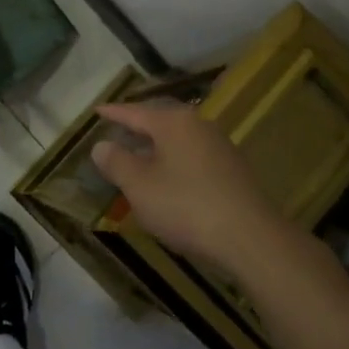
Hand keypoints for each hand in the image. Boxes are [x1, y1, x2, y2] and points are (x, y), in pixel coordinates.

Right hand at [91, 101, 294, 276]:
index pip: (135, 112)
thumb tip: (102, 145)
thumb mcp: (139, 186)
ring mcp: (220, 146)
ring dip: (157, 145)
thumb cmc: (186, 206)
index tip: (97, 110)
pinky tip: (168, 178)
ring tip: (139, 155)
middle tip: (117, 129)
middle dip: (138, 125)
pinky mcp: (232, 170)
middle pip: (161, 120)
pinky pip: (193, 155)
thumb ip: (117, 162)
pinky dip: (174, 160)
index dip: (114, 113)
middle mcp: (199, 125)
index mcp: (174, 122)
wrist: (250, 238)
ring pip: (179, 138)